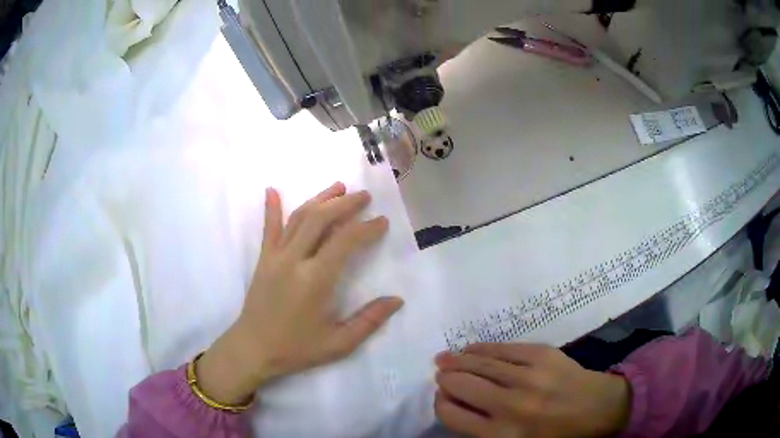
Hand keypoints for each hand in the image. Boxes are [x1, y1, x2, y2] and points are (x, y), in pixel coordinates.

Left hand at [197, 183, 403, 404]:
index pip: (344, 241)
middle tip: (364, 195)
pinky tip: (272, 190)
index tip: (382, 221)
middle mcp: (294, 260)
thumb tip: (397, 300)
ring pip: (298, 218)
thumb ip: (369, 320)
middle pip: (321, 219)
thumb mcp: (338, 343)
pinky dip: (271, 208)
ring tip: (338, 187)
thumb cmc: (296, 348)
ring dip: (320, 199)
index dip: (366, 228)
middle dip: (345, 203)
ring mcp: (275, 256)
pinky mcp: (263, 259)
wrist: (253, 348)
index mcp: (315, 280)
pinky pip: (268, 228)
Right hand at [434, 343, 630, 437]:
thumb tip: (454, 404)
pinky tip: (470, 349)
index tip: (442, 398)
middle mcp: (511, 406)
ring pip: (478, 363)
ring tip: (445, 359)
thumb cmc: (555, 436)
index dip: (441, 403)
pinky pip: (501, 348)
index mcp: (502, 436)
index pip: (452, 414)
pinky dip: (480, 349)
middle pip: (460, 385)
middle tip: (441, 376)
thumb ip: (482, 432)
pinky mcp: (542, 354)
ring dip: (456, 360)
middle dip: (445, 379)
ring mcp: (528, 376)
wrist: (598, 408)